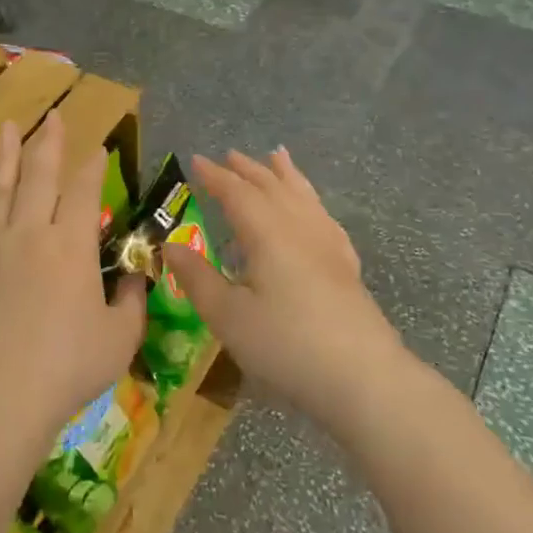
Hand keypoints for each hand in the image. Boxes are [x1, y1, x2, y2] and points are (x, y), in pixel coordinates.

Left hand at [0, 111, 146, 446]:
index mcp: (72, 244)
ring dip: (4, 158)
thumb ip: (130, 302)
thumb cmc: (69, 366)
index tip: (98, 147)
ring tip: (7, 127)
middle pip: (40, 177)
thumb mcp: (119, 338)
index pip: (85, 191)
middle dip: (49, 144)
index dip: (94, 167)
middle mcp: (30, 233)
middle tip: (52, 117)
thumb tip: (135, 278)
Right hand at [163, 149, 404, 430]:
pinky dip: (311, 200)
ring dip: (285, 175)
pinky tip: (313, 209)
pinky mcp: (346, 265)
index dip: (215, 176)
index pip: (236, 193)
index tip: (196, 161)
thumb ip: (197, 278)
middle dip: (248, 170)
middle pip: (272, 187)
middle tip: (229, 155)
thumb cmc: (286, 345)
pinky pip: (324, 216)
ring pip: (303, 196)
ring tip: (277, 157)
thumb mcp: (228, 316)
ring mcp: (328, 243)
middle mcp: (299, 227)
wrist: (363, 377)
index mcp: (267, 233)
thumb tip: (170, 245)